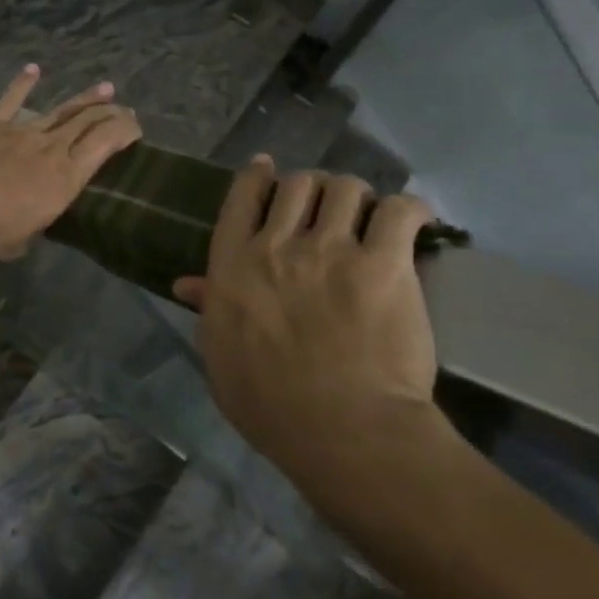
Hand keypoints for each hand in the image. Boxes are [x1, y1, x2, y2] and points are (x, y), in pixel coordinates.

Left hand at [0, 65, 142, 261]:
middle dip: (110, 113)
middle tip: (125, 108)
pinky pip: (11, 101)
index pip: (105, 146)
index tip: (137, 128)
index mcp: (65, 179)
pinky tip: (33, 69)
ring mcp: (21, 132)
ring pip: (60, 111)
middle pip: (87, 123)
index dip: (125, 132)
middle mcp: (51, 149)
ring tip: (104, 88)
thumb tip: (27, 229)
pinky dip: (23, 83)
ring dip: (83, 100)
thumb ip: (30, 230)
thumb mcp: (19, 242)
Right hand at [171, 159, 447, 485]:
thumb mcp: (219, 354)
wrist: (340, 429)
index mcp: (233, 264)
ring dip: (356, 196)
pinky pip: (400, 211)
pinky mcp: (385, 265)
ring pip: (346, 188)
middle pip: (298, 184)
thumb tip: (186, 283)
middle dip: (313, 188)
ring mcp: (332, 251)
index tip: (268, 169)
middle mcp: (278, 244)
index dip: (257, 176)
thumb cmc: (267, 402)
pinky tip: (412, 220)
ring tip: (368, 215)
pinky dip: (409, 210)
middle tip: (326, 207)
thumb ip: (209, 309)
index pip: (243, 198)